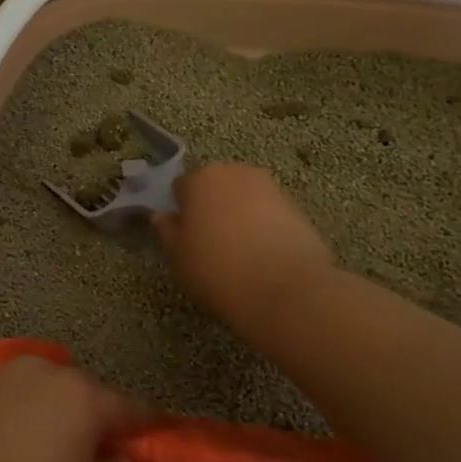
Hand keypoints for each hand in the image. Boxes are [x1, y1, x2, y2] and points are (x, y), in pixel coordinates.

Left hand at [0, 358, 144, 461]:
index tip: (151, 434)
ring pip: (36, 386)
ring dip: (45, 407)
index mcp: (83, 396)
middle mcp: (43, 373)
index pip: (128, 406)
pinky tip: (0, 442)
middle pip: (79, 389)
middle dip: (89, 412)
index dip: (142, 423)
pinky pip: (0, 396)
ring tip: (42, 441)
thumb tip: (122, 460)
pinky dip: (9, 412)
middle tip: (90, 445)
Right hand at [154, 164, 333, 335]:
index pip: (182, 186)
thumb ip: (168, 231)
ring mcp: (271, 188)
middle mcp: (236, 173)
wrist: (285, 288)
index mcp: (201, 179)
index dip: (181, 210)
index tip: (183, 235)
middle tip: (208, 242)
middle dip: (211, 207)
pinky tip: (262, 257)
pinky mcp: (297, 209)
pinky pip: (268, 214)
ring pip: (244, 199)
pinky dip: (263, 228)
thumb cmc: (217, 268)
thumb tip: (163, 216)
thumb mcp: (179, 256)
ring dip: (238, 216)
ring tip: (238, 252)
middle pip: (216, 186)